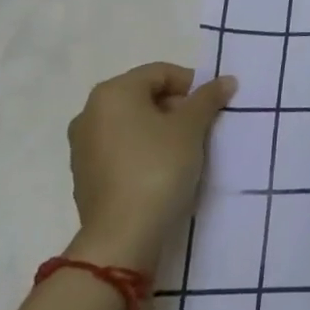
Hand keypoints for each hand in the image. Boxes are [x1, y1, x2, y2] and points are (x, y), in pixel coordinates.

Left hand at [65, 62, 235, 271]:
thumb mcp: (191, 127)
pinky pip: (121, 147)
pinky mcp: (84, 174)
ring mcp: (83, 145)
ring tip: (184, 150)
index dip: (192, 85)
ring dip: (160, 128)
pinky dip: (143, 149)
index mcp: (113, 93)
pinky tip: (162, 169)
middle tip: (201, 128)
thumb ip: (208, 98)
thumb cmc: (158, 167)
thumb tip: (226, 80)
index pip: (161, 73)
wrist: (122, 236)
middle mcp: (90, 112)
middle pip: (144, 96)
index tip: (211, 107)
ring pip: (132, 123)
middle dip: (176, 107)